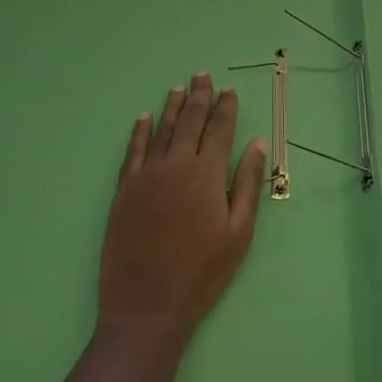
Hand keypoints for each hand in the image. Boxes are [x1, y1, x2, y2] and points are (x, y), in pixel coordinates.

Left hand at [99, 73, 267, 350]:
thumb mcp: (238, 233)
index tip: (229, 89)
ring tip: (179, 87)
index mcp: (208, 173)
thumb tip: (257, 144)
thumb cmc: (202, 273)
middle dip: (199, 96)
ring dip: (172, 106)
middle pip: (190, 120)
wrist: (147, 307)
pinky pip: (133, 150)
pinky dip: (139, 131)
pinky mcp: (124, 190)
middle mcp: (177, 164)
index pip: (220, 128)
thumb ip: (247, 184)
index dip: (226, 106)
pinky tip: (144, 117)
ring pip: (161, 129)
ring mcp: (147, 175)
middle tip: (202, 74)